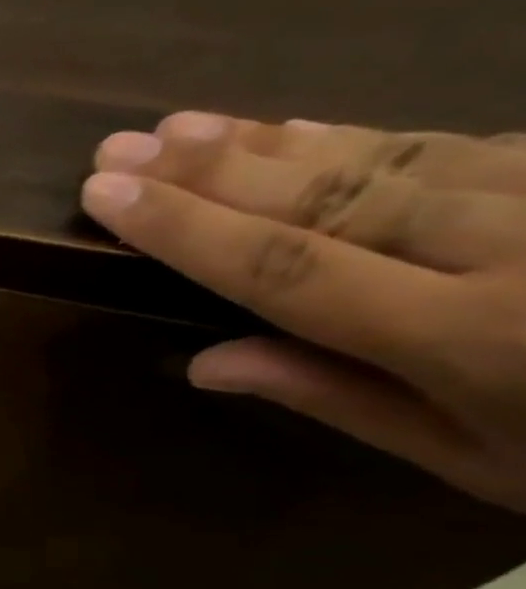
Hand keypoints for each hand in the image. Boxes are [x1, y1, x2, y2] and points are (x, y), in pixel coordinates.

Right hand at [81, 111, 525, 512]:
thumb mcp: (485, 461)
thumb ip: (341, 398)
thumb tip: (204, 363)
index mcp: (482, 339)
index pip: (286, 268)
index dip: (185, 228)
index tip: (104, 194)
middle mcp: (520, 251)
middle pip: (327, 198)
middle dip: (208, 171)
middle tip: (120, 146)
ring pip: (384, 157)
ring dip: (264, 142)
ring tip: (176, 126)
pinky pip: (453, 145)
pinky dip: (358, 137)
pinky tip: (291, 128)